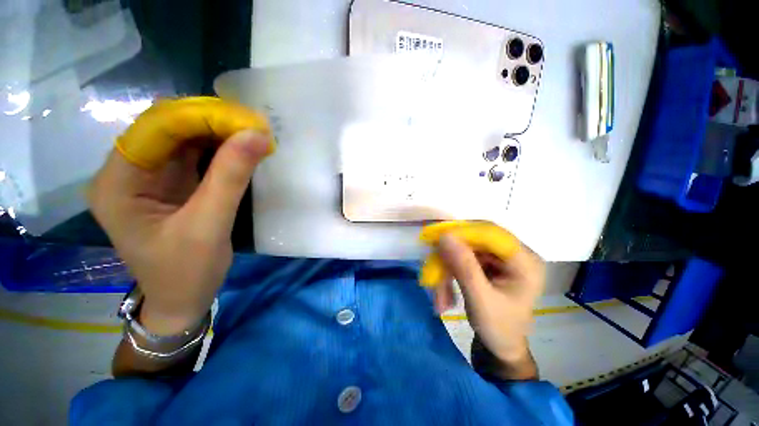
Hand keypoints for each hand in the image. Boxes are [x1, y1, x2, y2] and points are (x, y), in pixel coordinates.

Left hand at [88, 97, 273, 335]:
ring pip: (183, 139)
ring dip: (218, 134)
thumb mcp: (209, 225)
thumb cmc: (187, 272)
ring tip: (252, 135)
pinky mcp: (170, 184)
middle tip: (253, 127)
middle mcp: (127, 172)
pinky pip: (194, 155)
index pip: (155, 129)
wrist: (182, 299)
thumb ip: (231, 177)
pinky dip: (220, 149)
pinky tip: (241, 149)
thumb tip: (257, 136)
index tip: (245, 120)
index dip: (200, 117)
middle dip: (212, 123)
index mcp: (118, 182)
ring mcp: (149, 177)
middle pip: (168, 129)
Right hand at [420, 222, 544, 364]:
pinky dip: (450, 270)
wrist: (501, 347)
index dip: (463, 232)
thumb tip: (445, 236)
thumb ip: (464, 267)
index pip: (491, 233)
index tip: (438, 238)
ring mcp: (500, 258)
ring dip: (448, 266)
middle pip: (476, 240)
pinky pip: (464, 257)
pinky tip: (444, 290)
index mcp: (525, 262)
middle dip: (451, 254)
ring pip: (466, 249)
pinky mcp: (489, 263)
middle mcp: (515, 254)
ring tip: (437, 291)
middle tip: (432, 266)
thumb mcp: (480, 300)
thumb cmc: (498, 329)